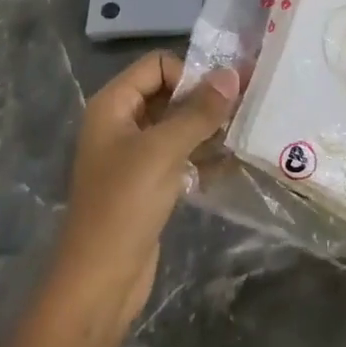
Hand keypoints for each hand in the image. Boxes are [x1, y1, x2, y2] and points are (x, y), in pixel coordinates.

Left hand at [53, 51, 239, 328]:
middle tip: (245, 109)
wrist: (100, 281)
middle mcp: (121, 122)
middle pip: (169, 92)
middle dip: (205, 99)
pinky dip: (203, 154)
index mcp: (113, 105)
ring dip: (208, 127)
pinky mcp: (148, 182)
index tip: (225, 94)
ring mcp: (134, 154)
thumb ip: (199, 111)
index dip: (190, 73)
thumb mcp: (163, 151)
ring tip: (244, 133)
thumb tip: (233, 74)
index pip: (158, 65)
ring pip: (177, 125)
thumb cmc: (125, 205)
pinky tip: (231, 161)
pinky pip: (179, 154)